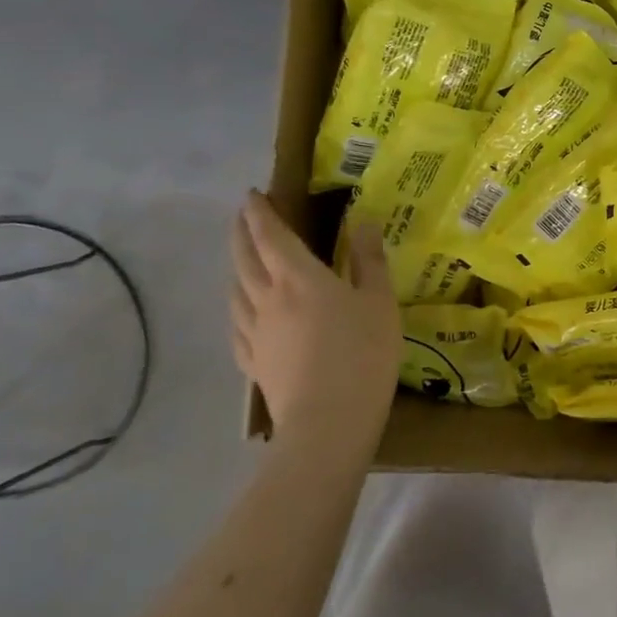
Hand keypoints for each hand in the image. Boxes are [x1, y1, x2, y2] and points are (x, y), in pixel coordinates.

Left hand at [230, 191, 402, 452]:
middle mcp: (268, 298)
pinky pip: (237, 326)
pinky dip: (237, 308)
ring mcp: (256, 333)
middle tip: (242, 217)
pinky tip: (243, 312)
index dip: (260, 213)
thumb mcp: (379, 301)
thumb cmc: (362, 353)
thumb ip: (369, 260)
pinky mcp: (253, 363)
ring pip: (237, 291)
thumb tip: (362, 222)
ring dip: (237, 267)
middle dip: (242, 233)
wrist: (329, 421)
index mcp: (299, 278)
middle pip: (246, 259)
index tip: (253, 195)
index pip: (271, 236)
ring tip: (242, 260)